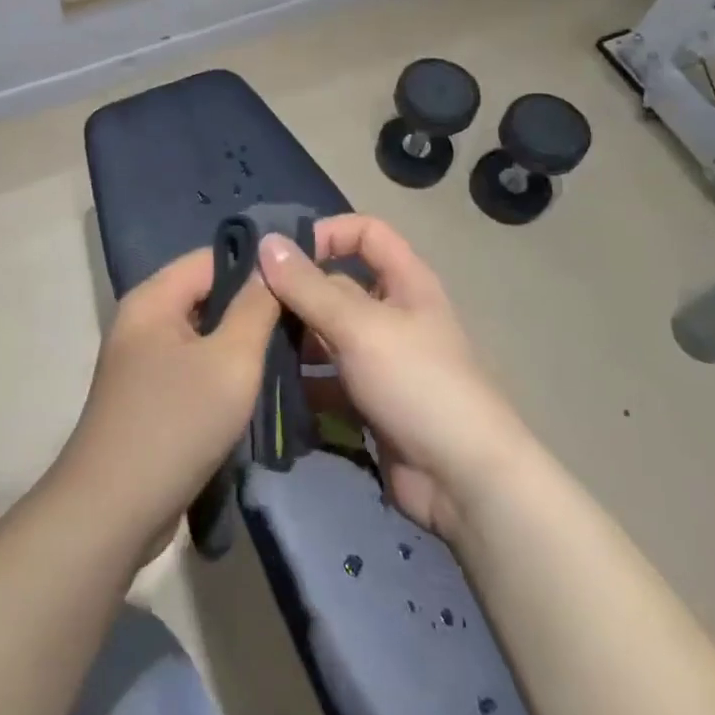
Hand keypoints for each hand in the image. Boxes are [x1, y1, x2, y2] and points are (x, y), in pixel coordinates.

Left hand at [54, 250, 282, 557]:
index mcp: (153, 298)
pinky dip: (224, 370)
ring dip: (243, 342)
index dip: (258, 264)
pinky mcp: (149, 395)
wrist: (113, 513)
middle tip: (304, 321)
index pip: (213, 257)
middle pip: (208, 294)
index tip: (302, 281)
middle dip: (254, 306)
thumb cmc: (176, 424)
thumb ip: (256, 307)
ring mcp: (142, 360)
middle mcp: (143, 320)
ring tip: (292, 353)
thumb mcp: (231, 361)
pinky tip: (259, 387)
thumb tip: (273, 261)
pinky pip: (195, 365)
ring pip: (205, 333)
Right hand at [259, 217, 527, 542]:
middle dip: (296, 294)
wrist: (464, 481)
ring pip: (327, 334)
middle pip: (337, 286)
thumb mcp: (359, 326)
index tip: (284, 255)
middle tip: (250, 309)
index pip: (365, 233)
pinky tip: (270, 388)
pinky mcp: (369, 400)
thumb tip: (267, 242)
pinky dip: (302, 382)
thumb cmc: (417, 383)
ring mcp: (380, 360)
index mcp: (405, 282)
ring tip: (253, 349)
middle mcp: (393, 313)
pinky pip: (327, 379)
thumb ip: (309, 286)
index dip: (328, 234)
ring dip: (294, 340)